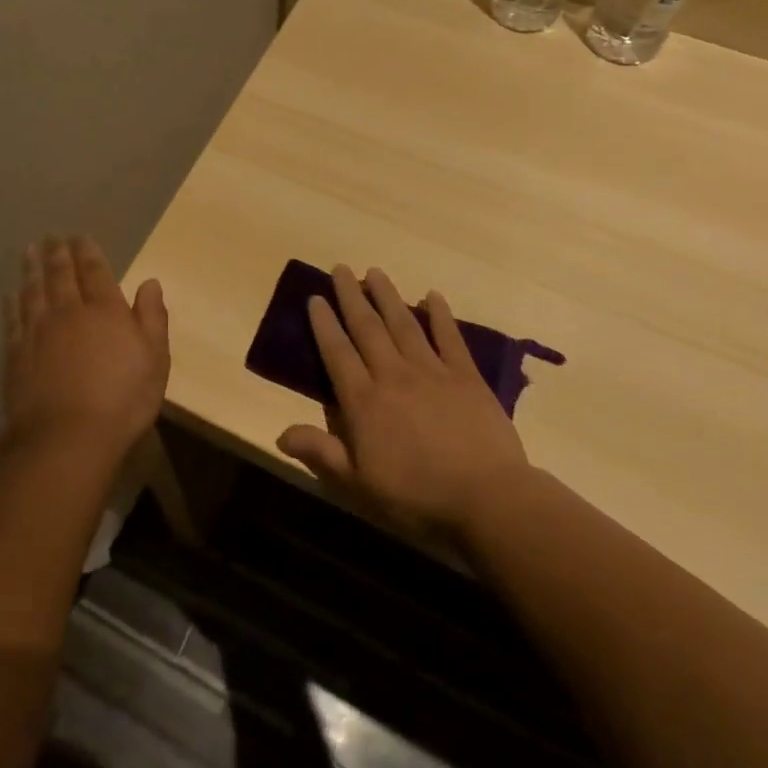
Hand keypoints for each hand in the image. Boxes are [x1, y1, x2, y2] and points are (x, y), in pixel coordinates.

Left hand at [2, 235, 170, 460]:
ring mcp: (38, 332)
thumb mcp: (155, 360)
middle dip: (57, 253)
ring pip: (33, 290)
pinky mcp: (16, 354)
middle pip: (61, 275)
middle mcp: (69, 312)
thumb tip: (150, 282)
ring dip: (31, 268)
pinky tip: (10, 293)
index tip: (80, 236)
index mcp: (106, 310)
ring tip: (29, 250)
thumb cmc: (123, 401)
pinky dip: (12, 302)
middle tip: (51, 236)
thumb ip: (152, 318)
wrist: (68, 439)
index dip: (87, 252)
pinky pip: (13, 319)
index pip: (95, 271)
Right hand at [277, 264, 531, 536]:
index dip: (324, 324)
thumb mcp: (358, 484)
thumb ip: (321, 453)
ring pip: (404, 324)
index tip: (315, 297)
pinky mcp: (466, 377)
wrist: (487, 498)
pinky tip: (433, 295)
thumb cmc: (416, 496)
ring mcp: (432, 372)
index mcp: (364, 401)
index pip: (337, 353)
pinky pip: (449, 338)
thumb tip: (280, 433)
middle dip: (351, 297)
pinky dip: (440, 315)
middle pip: (367, 328)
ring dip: (388, 296)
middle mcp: (393, 376)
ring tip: (375, 272)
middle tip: (340, 268)